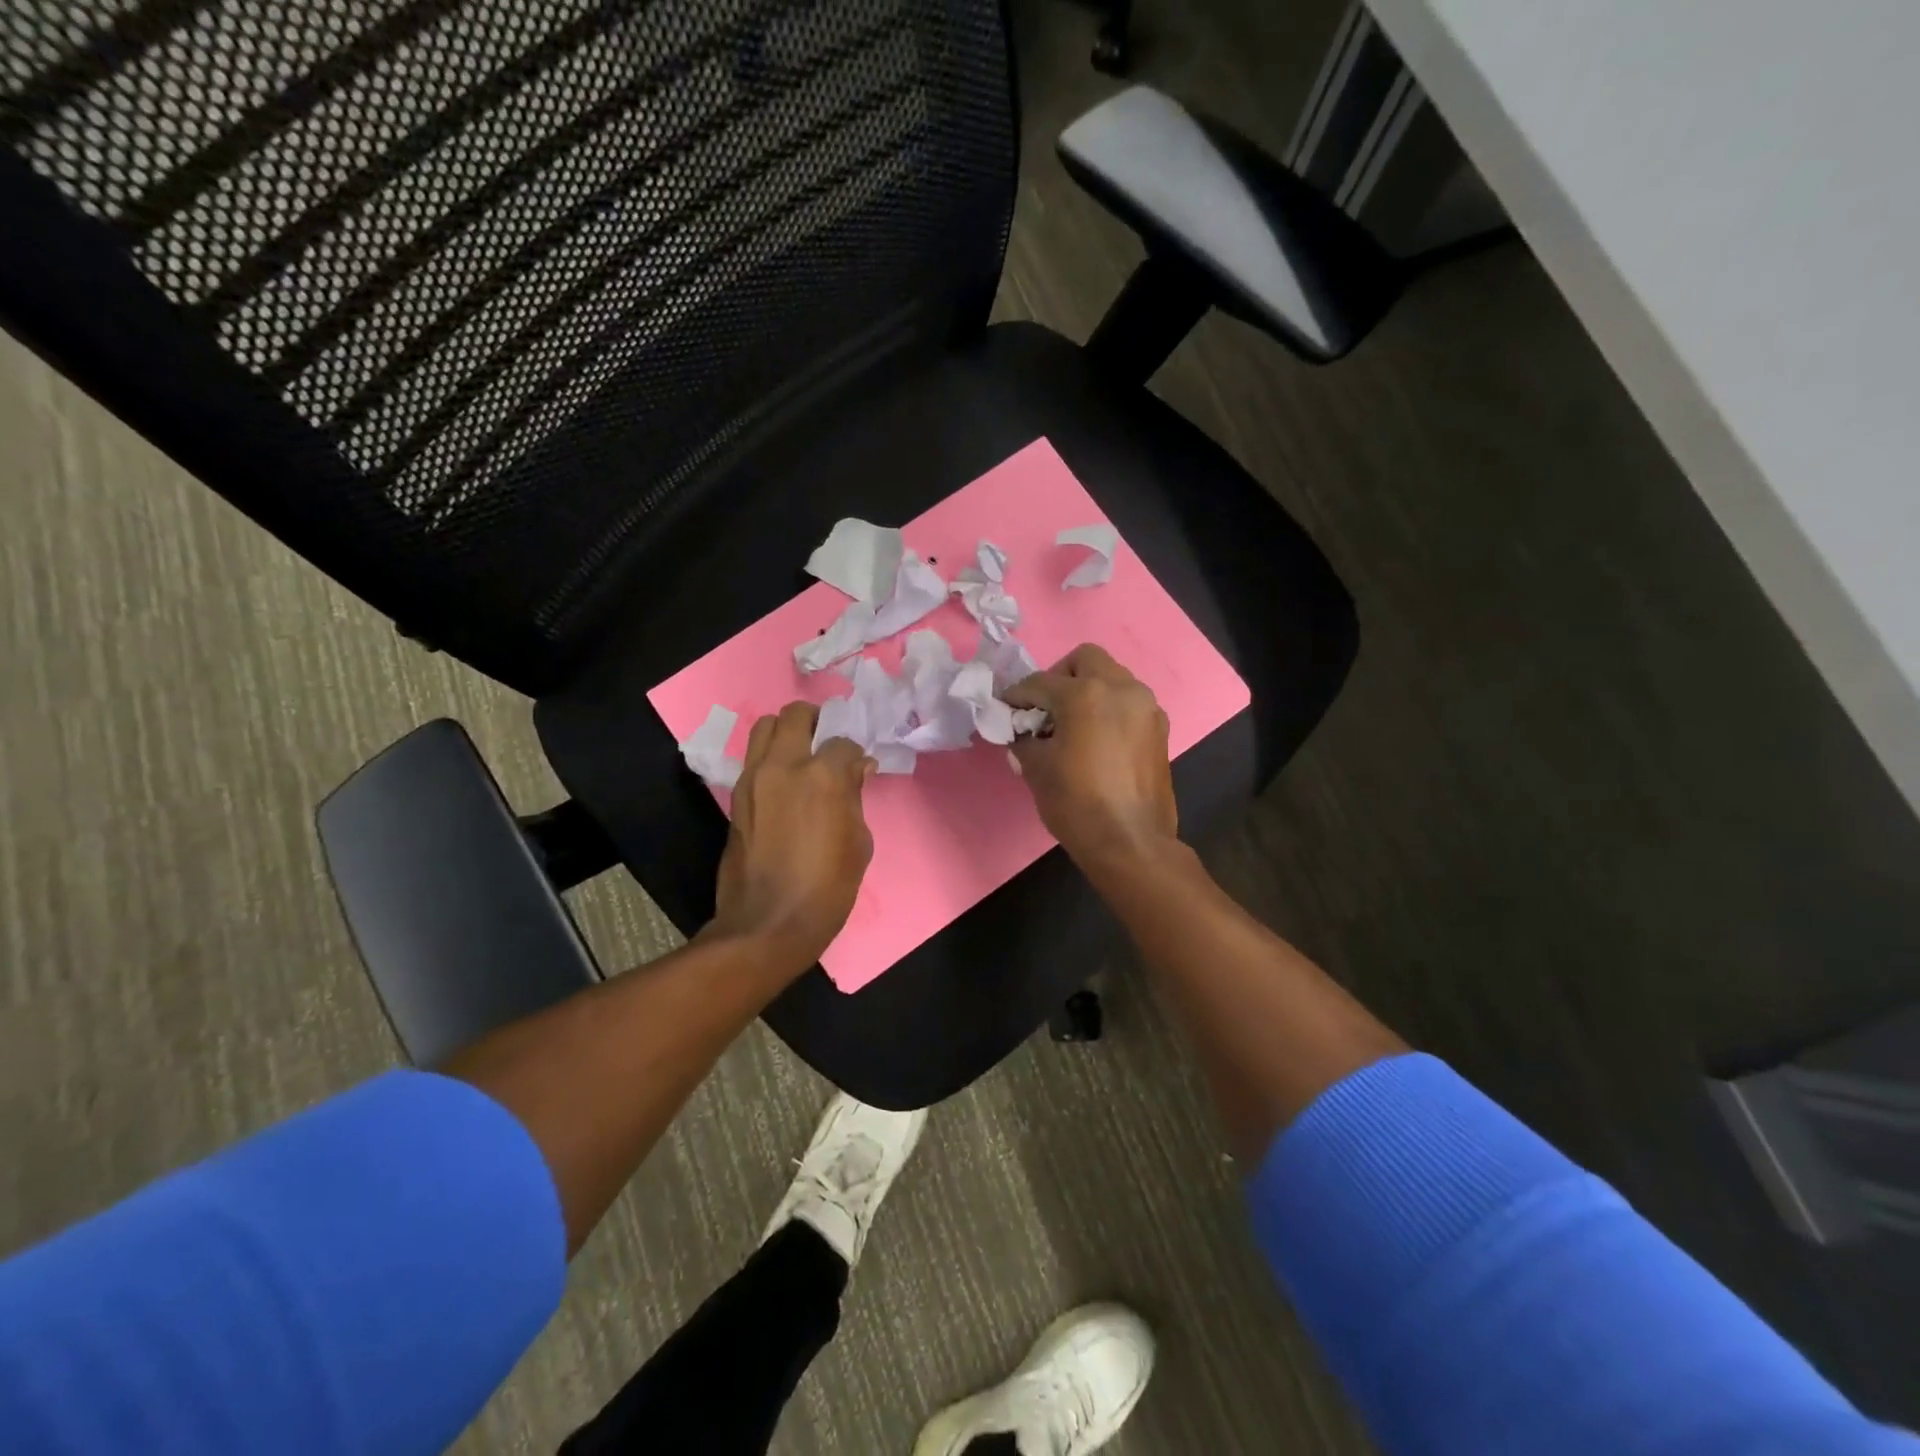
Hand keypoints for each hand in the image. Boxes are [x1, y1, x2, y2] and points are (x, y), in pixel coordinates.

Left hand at [707, 703, 876, 973]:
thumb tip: (855, 771)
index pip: (843, 742)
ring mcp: (753, 778)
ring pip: (764, 727)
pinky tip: (784, 781)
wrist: (768, 923)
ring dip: (786, 731)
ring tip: (801, 753)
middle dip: (816, 721)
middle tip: (826, 741)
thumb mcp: (859, 842)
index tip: (859, 768)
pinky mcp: (736, 796)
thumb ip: (855, 797)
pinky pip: (753, 758)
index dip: (855, 754)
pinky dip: (770, 757)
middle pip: (796, 715)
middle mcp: (784, 766)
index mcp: (823, 776)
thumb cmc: (827, 887)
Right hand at [1003, 645, 1177, 871]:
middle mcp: (1121, 689)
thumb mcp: (1037, 769)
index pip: (1040, 682)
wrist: (1130, 843)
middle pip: (1085, 660)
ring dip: (1088, 690)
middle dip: (1060, 677)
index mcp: (1086, 694)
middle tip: (1045, 707)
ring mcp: (1146, 707)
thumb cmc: (1077, 803)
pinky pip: (1129, 703)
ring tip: (1071, 723)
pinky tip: (1096, 739)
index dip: (1017, 695)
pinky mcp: (1159, 729)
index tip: (1005, 708)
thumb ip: (1024, 740)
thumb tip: (1021, 733)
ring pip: (1112, 678)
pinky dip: (1109, 709)